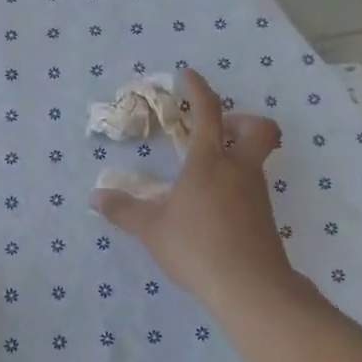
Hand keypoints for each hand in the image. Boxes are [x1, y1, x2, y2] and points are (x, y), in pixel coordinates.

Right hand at [91, 68, 297, 313]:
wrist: (250, 286)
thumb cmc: (196, 247)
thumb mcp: (151, 229)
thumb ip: (123, 210)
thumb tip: (96, 197)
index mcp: (210, 162)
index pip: (208, 112)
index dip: (199, 89)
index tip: (188, 75)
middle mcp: (239, 169)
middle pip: (259, 128)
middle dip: (242, 120)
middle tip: (218, 131)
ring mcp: (257, 193)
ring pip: (257, 159)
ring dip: (237, 154)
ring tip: (206, 176)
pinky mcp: (265, 217)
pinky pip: (253, 187)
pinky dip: (237, 184)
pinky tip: (214, 208)